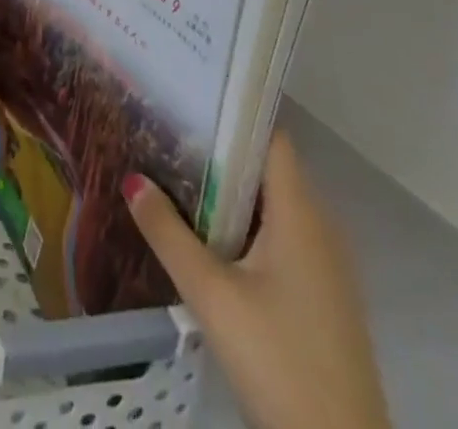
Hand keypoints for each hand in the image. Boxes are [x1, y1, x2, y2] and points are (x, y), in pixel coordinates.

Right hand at [124, 131, 390, 428]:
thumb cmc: (279, 360)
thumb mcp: (211, 295)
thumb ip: (168, 233)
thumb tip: (130, 178)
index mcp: (300, 214)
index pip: (270, 137)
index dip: (232, 113)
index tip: (187, 98)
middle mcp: (320, 228)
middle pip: (267, 168)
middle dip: (219, 151)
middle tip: (166, 133)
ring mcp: (327, 265)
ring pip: (274, 206)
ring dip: (231, 192)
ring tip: (176, 174)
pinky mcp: (323, 297)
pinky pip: (283, 237)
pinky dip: (247, 225)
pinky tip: (209, 235)